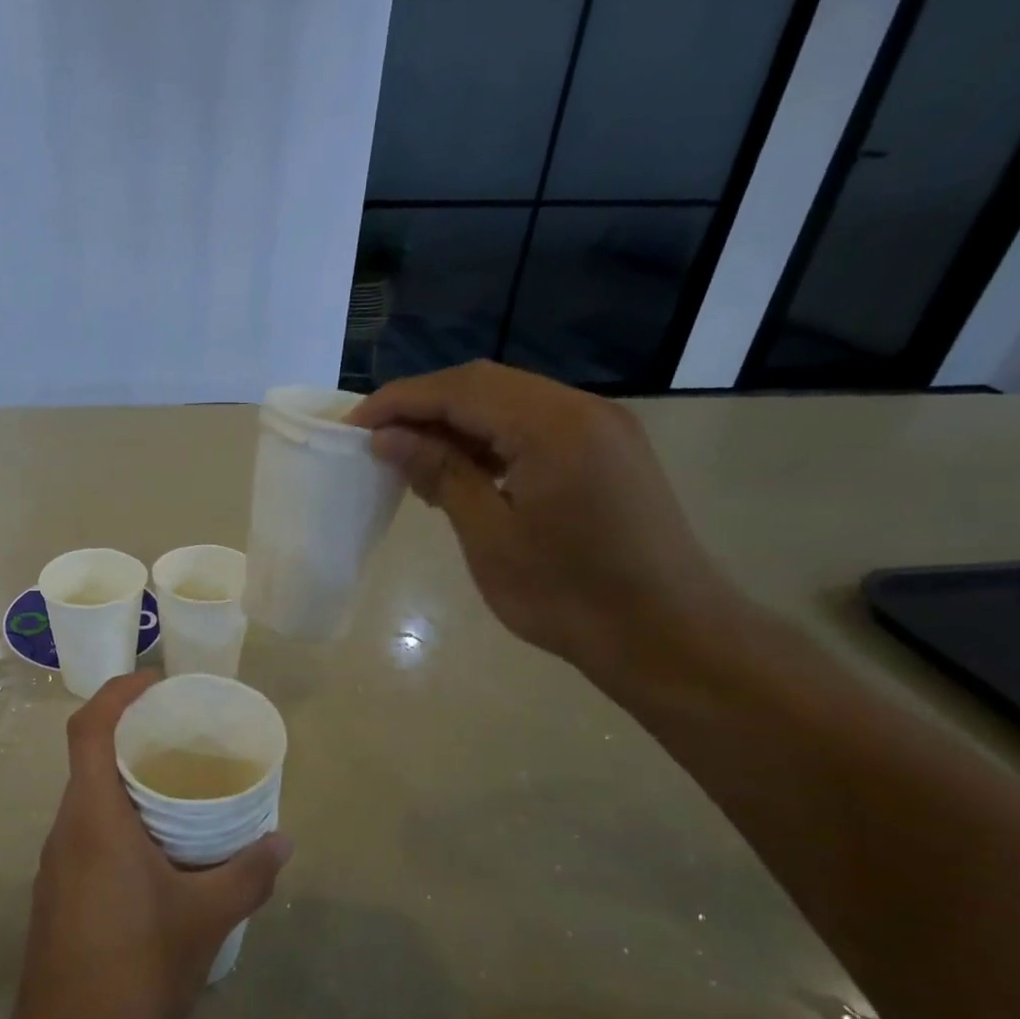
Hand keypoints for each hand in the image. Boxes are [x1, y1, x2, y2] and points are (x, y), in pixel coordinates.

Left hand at [8, 672, 292, 1018]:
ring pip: (89, 798)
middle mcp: (67, 829)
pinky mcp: (59, 894)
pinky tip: (161, 851)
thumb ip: (248, 873)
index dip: (118, 693)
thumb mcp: (206, 918)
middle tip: (184, 733)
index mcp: (93, 818)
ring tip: (181, 788)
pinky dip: (122, 820)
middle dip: (133, 735)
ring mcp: (57, 864)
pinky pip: (90, 833)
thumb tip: (283, 840)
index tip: (157, 681)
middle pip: (89, 758)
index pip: (89, 729)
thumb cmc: (135, 971)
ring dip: (128, 782)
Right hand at [348, 361, 738, 677]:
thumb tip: (388, 438)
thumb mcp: (490, 536)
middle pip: (485, 384)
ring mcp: (600, 427)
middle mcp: (581, 409)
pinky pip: (534, 425)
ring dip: (455, 421)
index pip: (461, 389)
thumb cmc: (568, 594)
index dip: (400, 400)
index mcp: (553, 425)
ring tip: (410, 456)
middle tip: (376, 439)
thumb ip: (441, 474)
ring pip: (510, 402)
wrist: (665, 634)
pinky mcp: (606, 450)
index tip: (353, 426)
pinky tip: (462, 468)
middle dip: (423, 405)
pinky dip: (489, 438)